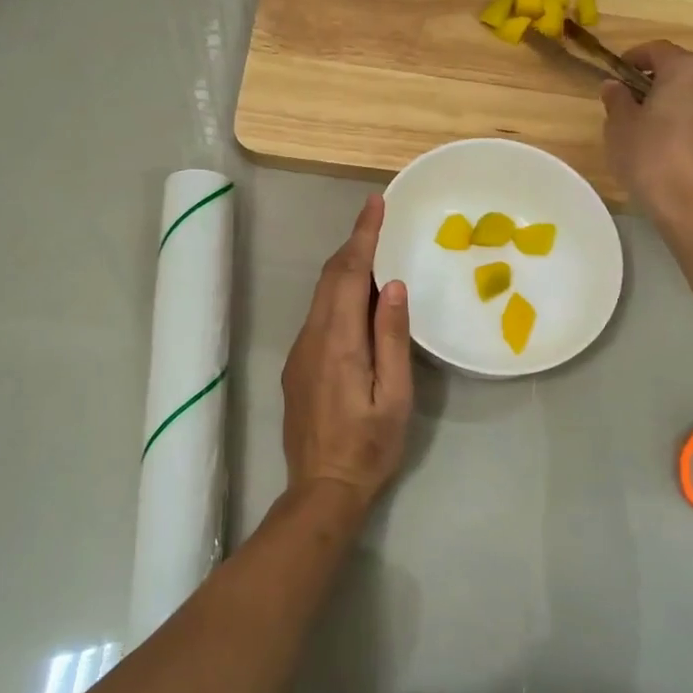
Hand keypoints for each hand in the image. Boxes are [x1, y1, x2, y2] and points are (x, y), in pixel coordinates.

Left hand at [280, 195, 412, 513]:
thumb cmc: (369, 445)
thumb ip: (391, 338)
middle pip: (329, 278)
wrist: (321, 487)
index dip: (362, 236)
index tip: (374, 205)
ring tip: (373, 252)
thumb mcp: (394, 395)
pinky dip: (337, 294)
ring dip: (345, 268)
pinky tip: (356, 301)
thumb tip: (391, 285)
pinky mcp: (297, 366)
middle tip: (378, 220)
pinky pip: (318, 315)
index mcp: (339, 341)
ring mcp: (299, 352)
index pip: (348, 274)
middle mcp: (312, 337)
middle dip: (353, 244)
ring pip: (321, 295)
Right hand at [602, 41, 692, 229]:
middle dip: (656, 83)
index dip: (633, 58)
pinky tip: (675, 153)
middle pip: (681, 72)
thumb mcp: (619, 128)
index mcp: (686, 70)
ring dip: (676, 106)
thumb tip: (615, 86)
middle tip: (631, 104)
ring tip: (653, 131)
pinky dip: (691, 128)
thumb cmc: (652, 159)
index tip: (616, 74)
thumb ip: (616, 100)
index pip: (657, 50)